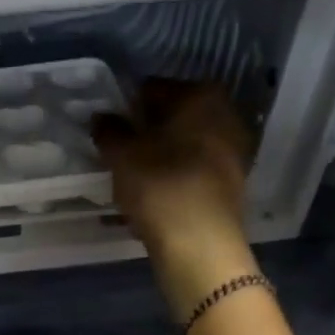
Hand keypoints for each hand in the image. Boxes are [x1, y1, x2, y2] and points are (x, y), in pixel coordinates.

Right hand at [94, 80, 259, 319]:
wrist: (200, 245)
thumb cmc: (160, 187)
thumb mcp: (122, 157)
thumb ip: (109, 132)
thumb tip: (102, 118)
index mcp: (200, 96)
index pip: (152, 89)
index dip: (126, 108)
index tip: (107, 130)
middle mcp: (224, 115)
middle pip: (172, 119)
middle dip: (145, 134)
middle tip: (118, 156)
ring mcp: (232, 151)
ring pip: (182, 148)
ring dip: (158, 159)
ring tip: (130, 182)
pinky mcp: (230, 185)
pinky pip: (192, 174)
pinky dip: (171, 181)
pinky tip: (152, 201)